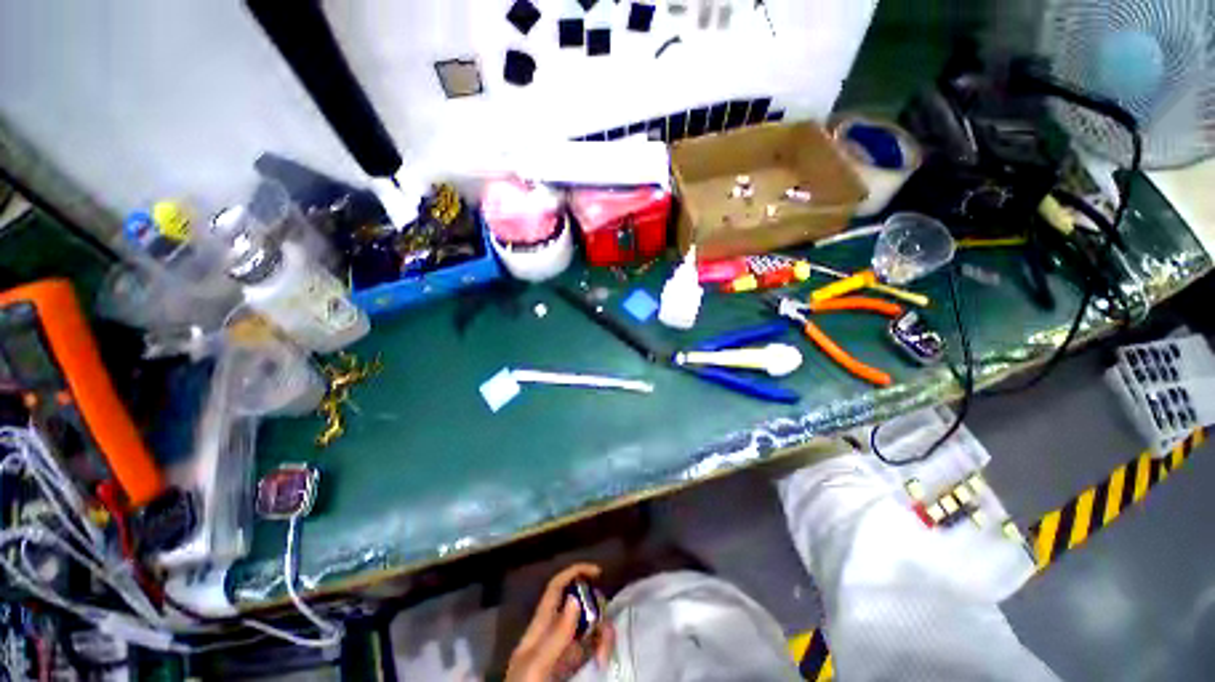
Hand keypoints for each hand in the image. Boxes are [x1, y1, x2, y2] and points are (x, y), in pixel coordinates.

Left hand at [505, 563, 615, 681]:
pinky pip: (593, 648)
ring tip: (605, 655)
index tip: (597, 572)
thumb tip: (575, 599)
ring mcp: (565, 653)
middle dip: (595, 609)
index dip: (574, 574)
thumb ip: (554, 637)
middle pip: (577, 606)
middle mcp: (553, 635)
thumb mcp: (535, 667)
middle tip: (604, 628)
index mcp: (538, 630)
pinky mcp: (576, 669)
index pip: (555, 590)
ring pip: (589, 626)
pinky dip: (603, 647)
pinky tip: (605, 659)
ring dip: (602, 632)